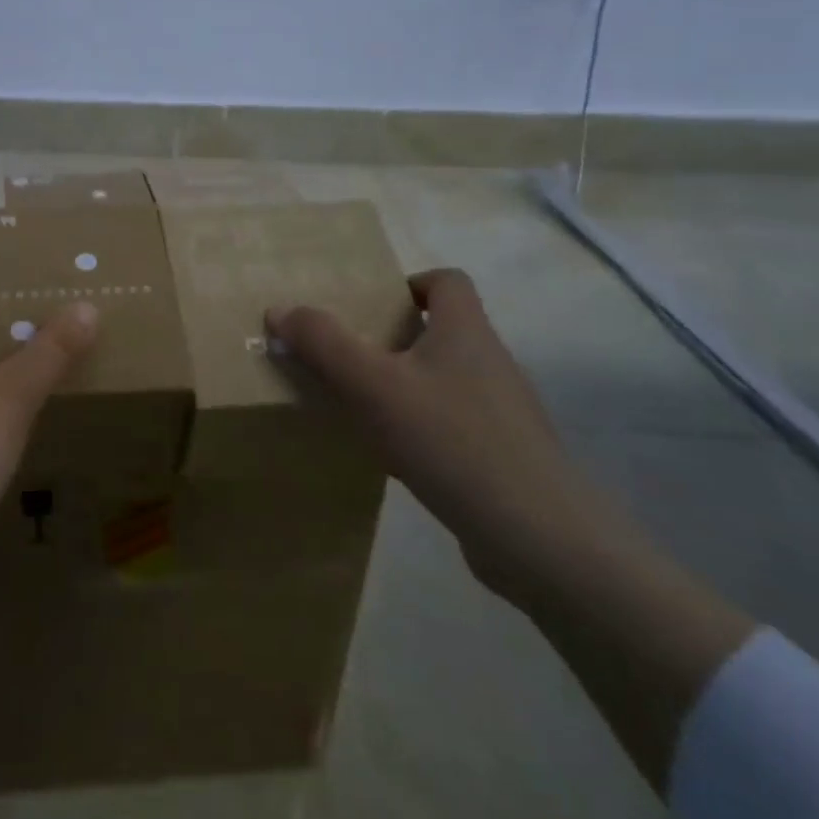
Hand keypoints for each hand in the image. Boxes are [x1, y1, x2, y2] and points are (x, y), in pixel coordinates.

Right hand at [266, 268, 606, 600]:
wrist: (538, 538)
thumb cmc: (451, 440)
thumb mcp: (373, 385)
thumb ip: (324, 343)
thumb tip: (280, 309)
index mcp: (466, 331)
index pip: (448, 281)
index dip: (410, 283)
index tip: (371, 306)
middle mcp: (490, 363)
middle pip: (442, 330)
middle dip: (393, 338)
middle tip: (348, 356)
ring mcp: (502, 413)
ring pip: (444, 380)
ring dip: (404, 385)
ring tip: (360, 406)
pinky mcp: (503, 456)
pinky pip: (453, 425)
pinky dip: (421, 428)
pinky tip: (393, 456)